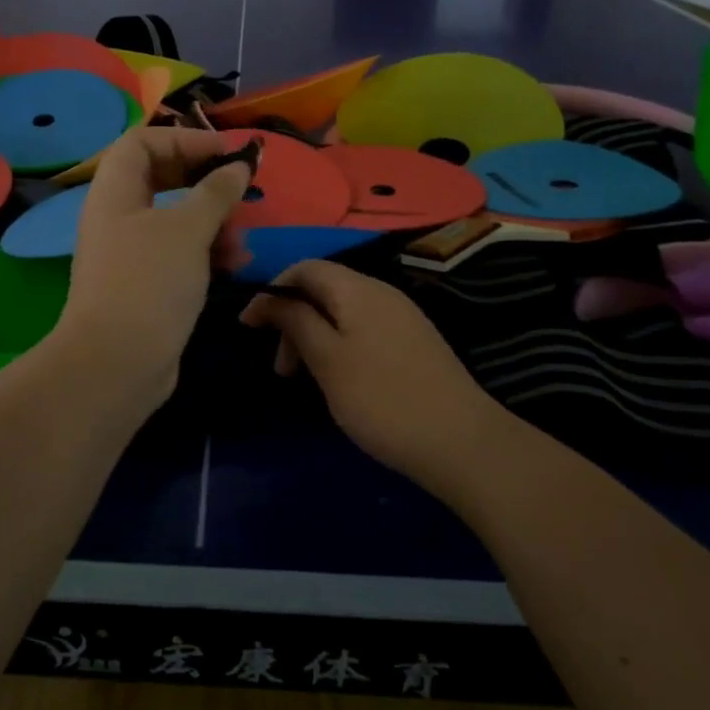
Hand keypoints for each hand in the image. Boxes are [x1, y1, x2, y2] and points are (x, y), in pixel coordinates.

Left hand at [53, 127, 251, 406]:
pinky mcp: (146, 285)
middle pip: (161, 179)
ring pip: (175, 220)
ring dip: (212, 223)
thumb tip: (240, 165)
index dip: (183, 139)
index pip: (142, 142)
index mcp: (115, 192)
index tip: (224, 153)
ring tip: (239, 242)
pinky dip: (206, 253)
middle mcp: (118, 217)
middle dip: (204, 183)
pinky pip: (179, 254)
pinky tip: (233, 265)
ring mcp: (130, 253)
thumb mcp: (188, 229)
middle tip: (238, 191)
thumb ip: (217, 192)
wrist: (117, 363)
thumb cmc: (149, 281)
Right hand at [240, 261, 512, 496]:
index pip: (305, 268)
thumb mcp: (327, 360)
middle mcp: (382, 293)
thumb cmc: (382, 399)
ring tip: (305, 381)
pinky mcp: (414, 343)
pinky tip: (340, 382)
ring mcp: (402, 318)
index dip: (272, 291)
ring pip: (343, 314)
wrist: (461, 441)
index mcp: (358, 289)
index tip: (248, 327)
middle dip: (293, 321)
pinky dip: (339, 347)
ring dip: (314, 338)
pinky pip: (364, 331)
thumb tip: (271, 297)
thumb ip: (296, 321)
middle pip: (323, 290)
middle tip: (281, 369)